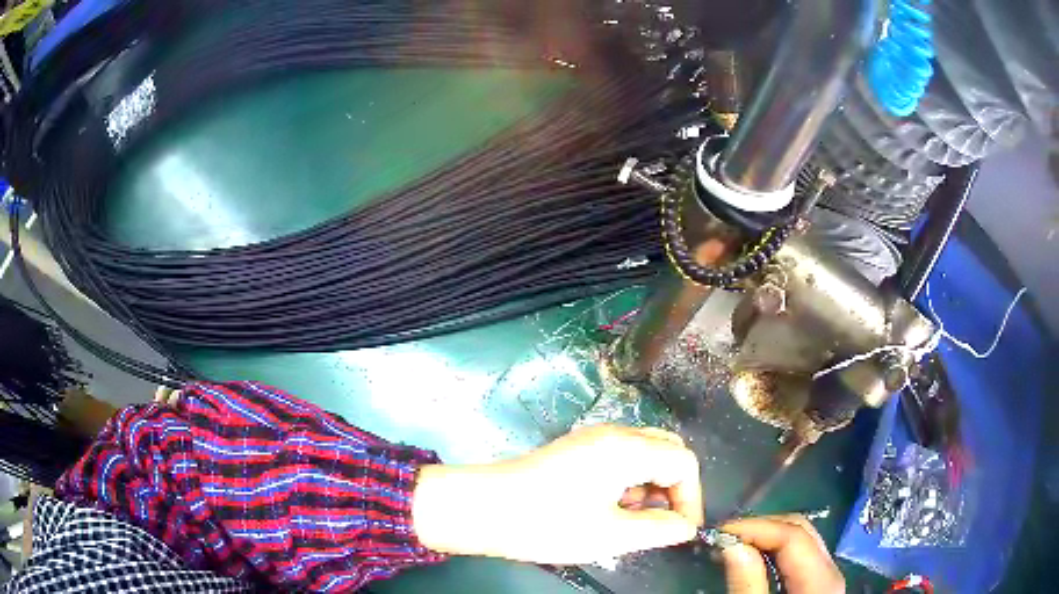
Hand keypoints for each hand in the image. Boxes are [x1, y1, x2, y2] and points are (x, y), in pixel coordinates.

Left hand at [412, 424, 702, 563]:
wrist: (482, 508)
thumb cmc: (547, 523)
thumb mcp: (610, 535)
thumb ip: (658, 530)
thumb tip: (685, 527)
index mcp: (627, 449)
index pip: (683, 462)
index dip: (691, 497)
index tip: (683, 528)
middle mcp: (613, 434)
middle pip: (667, 450)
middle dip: (674, 487)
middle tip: (662, 521)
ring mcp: (592, 438)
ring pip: (644, 453)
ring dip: (651, 483)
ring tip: (632, 518)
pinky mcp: (576, 449)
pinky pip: (620, 456)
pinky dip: (629, 479)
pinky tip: (611, 506)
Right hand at [719, 515, 844, 593]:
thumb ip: (748, 585)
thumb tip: (731, 545)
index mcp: (822, 578)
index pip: (792, 534)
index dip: (756, 527)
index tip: (719, 531)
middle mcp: (830, 568)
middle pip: (800, 530)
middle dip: (761, 527)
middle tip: (724, 537)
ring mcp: (827, 574)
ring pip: (801, 539)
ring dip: (767, 537)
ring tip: (735, 545)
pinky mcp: (819, 582)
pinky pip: (800, 555)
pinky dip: (775, 550)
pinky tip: (756, 557)